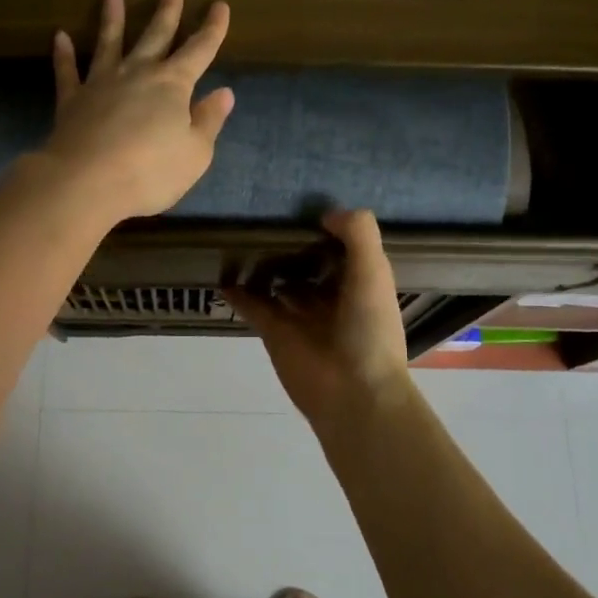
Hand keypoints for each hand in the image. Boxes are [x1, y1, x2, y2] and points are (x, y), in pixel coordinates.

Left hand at [38, 0, 233, 225]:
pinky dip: (63, 54)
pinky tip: (60, 36)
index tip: (220, 5)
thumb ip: (208, 121)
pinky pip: (67, 72)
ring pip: (109, 43)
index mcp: (173, 85)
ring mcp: (101, 84)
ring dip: (112, 18)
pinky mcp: (72, 101)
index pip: (199, 50)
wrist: (87, 182)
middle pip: (156, 34)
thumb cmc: (151, 171)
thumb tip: (224, 93)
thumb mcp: (195, 153)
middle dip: (167, 7)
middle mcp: (138, 74)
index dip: (212, 29)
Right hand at [226, 209, 414, 427]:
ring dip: (264, 267)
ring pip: (278, 284)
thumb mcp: (373, 271)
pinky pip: (252, 307)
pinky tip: (223, 275)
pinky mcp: (274, 333)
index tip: (303, 205)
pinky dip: (238, 294)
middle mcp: (330, 297)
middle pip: (307, 265)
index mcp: (359, 283)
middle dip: (291, 246)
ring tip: (241, 238)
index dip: (326, 229)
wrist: (353, 393)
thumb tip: (326, 213)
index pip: (342, 249)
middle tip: (264, 216)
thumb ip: (358, 234)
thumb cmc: (369, 329)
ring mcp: (299, 316)